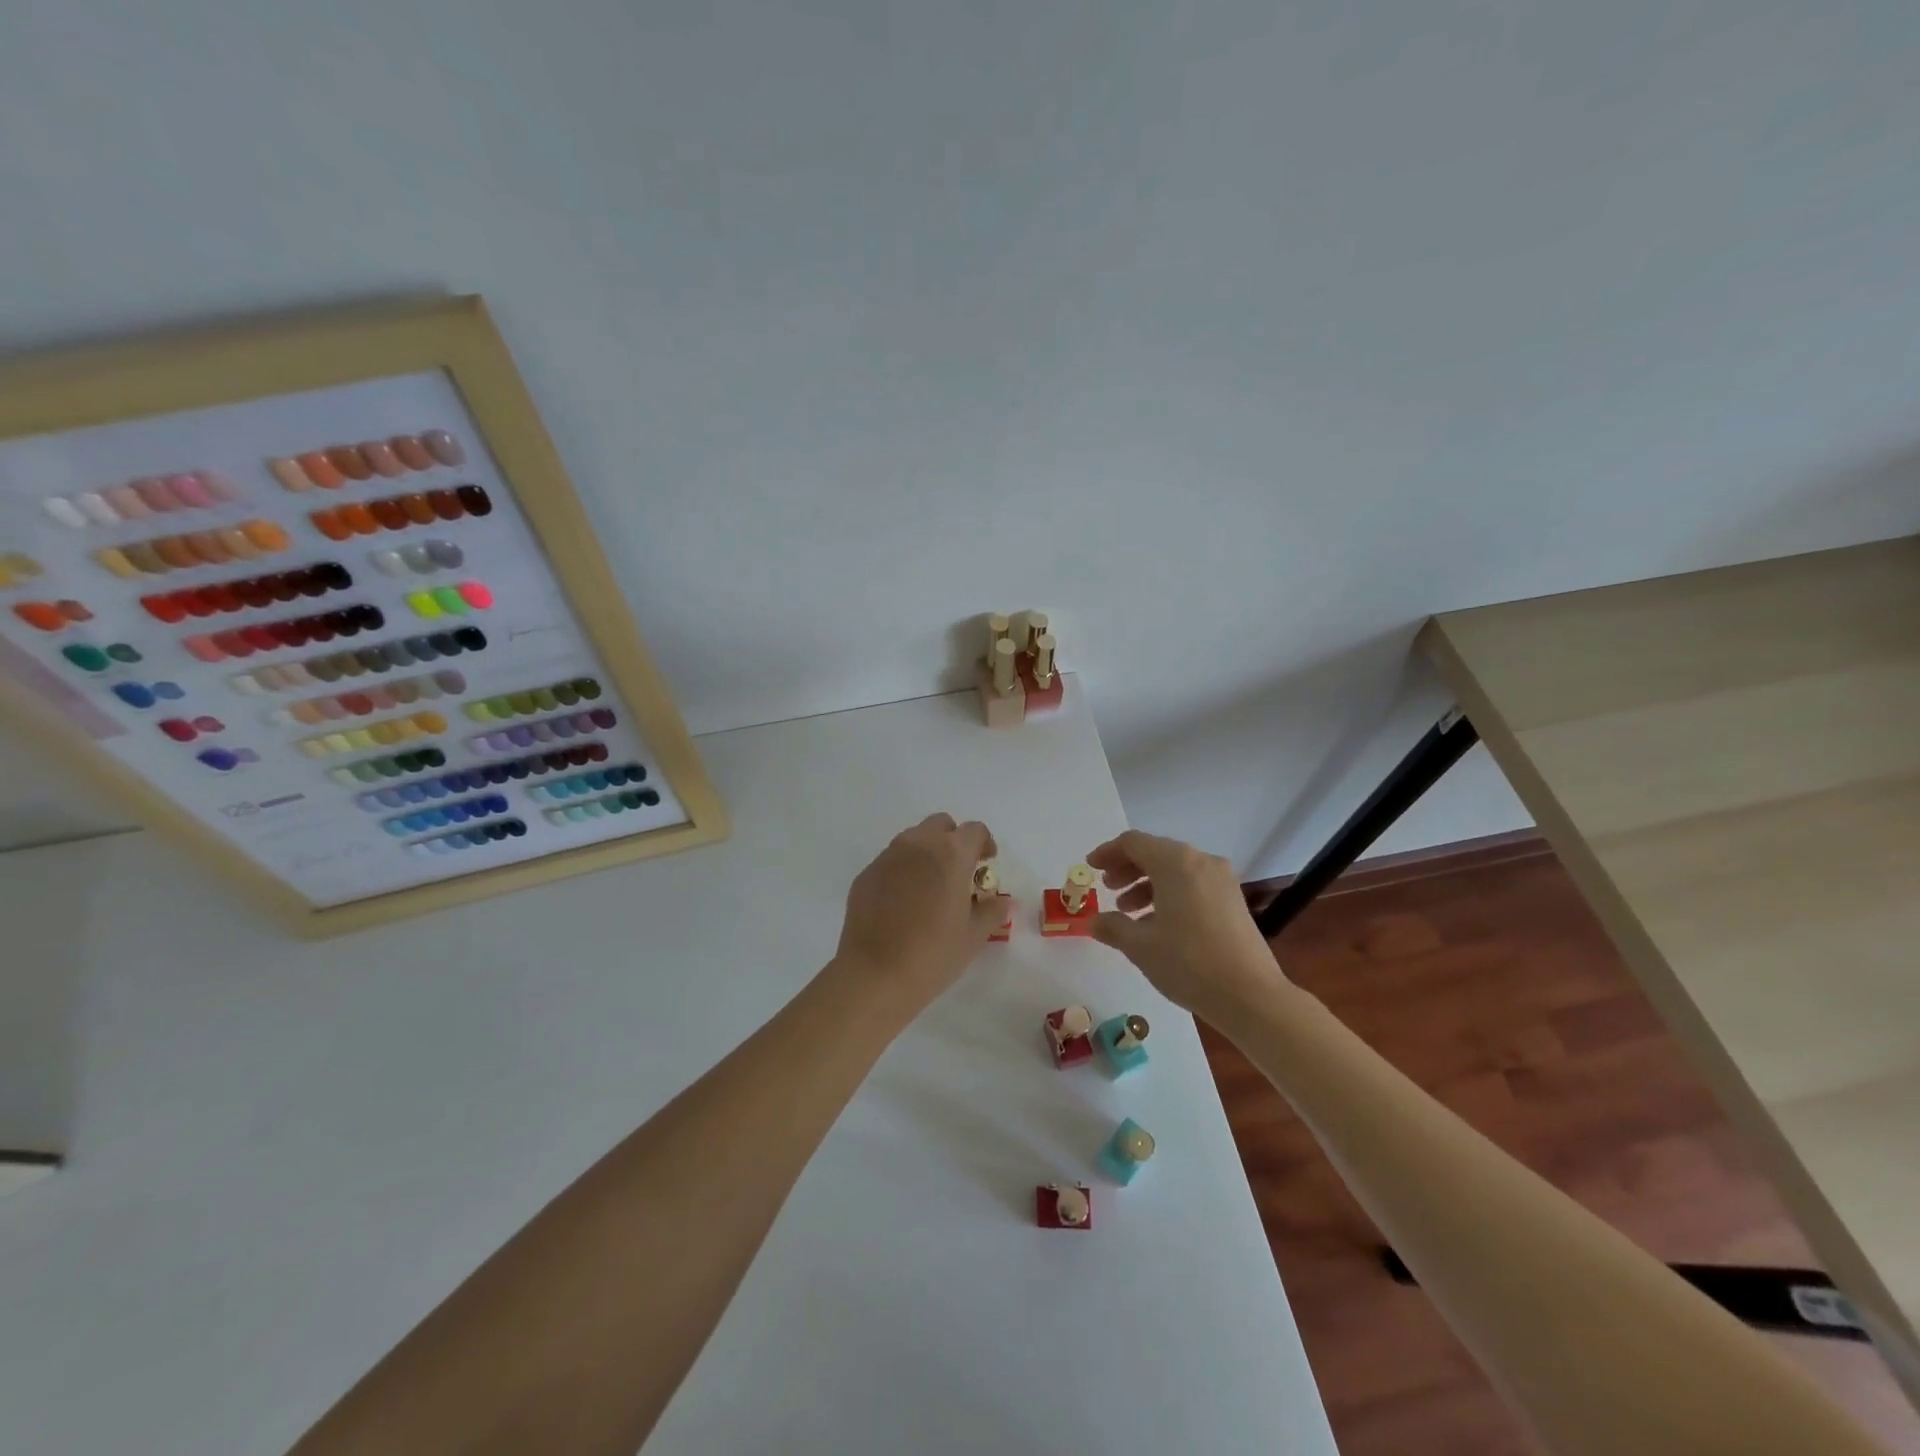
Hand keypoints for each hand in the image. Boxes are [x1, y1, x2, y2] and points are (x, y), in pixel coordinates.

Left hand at [832, 813, 1006, 1016]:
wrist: (875, 975)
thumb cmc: (934, 954)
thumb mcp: (974, 936)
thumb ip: (992, 910)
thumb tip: (1001, 901)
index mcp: (951, 854)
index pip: (974, 830)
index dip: (985, 843)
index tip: (986, 864)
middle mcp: (918, 845)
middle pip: (940, 825)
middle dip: (953, 840)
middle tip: (959, 871)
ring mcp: (887, 857)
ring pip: (913, 839)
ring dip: (927, 852)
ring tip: (931, 886)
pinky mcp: (866, 874)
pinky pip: (890, 861)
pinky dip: (903, 871)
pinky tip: (903, 903)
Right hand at [1087, 829, 1290, 1018]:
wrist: (1250, 996)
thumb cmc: (1188, 963)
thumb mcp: (1140, 946)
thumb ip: (1112, 927)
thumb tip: (1094, 922)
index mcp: (1176, 863)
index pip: (1133, 843)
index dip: (1108, 853)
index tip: (1090, 868)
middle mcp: (1201, 861)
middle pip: (1155, 852)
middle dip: (1127, 868)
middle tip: (1107, 889)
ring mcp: (1222, 880)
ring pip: (1175, 869)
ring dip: (1147, 883)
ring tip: (1128, 911)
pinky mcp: (1233, 900)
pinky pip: (1193, 884)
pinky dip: (1169, 894)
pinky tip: (1158, 923)